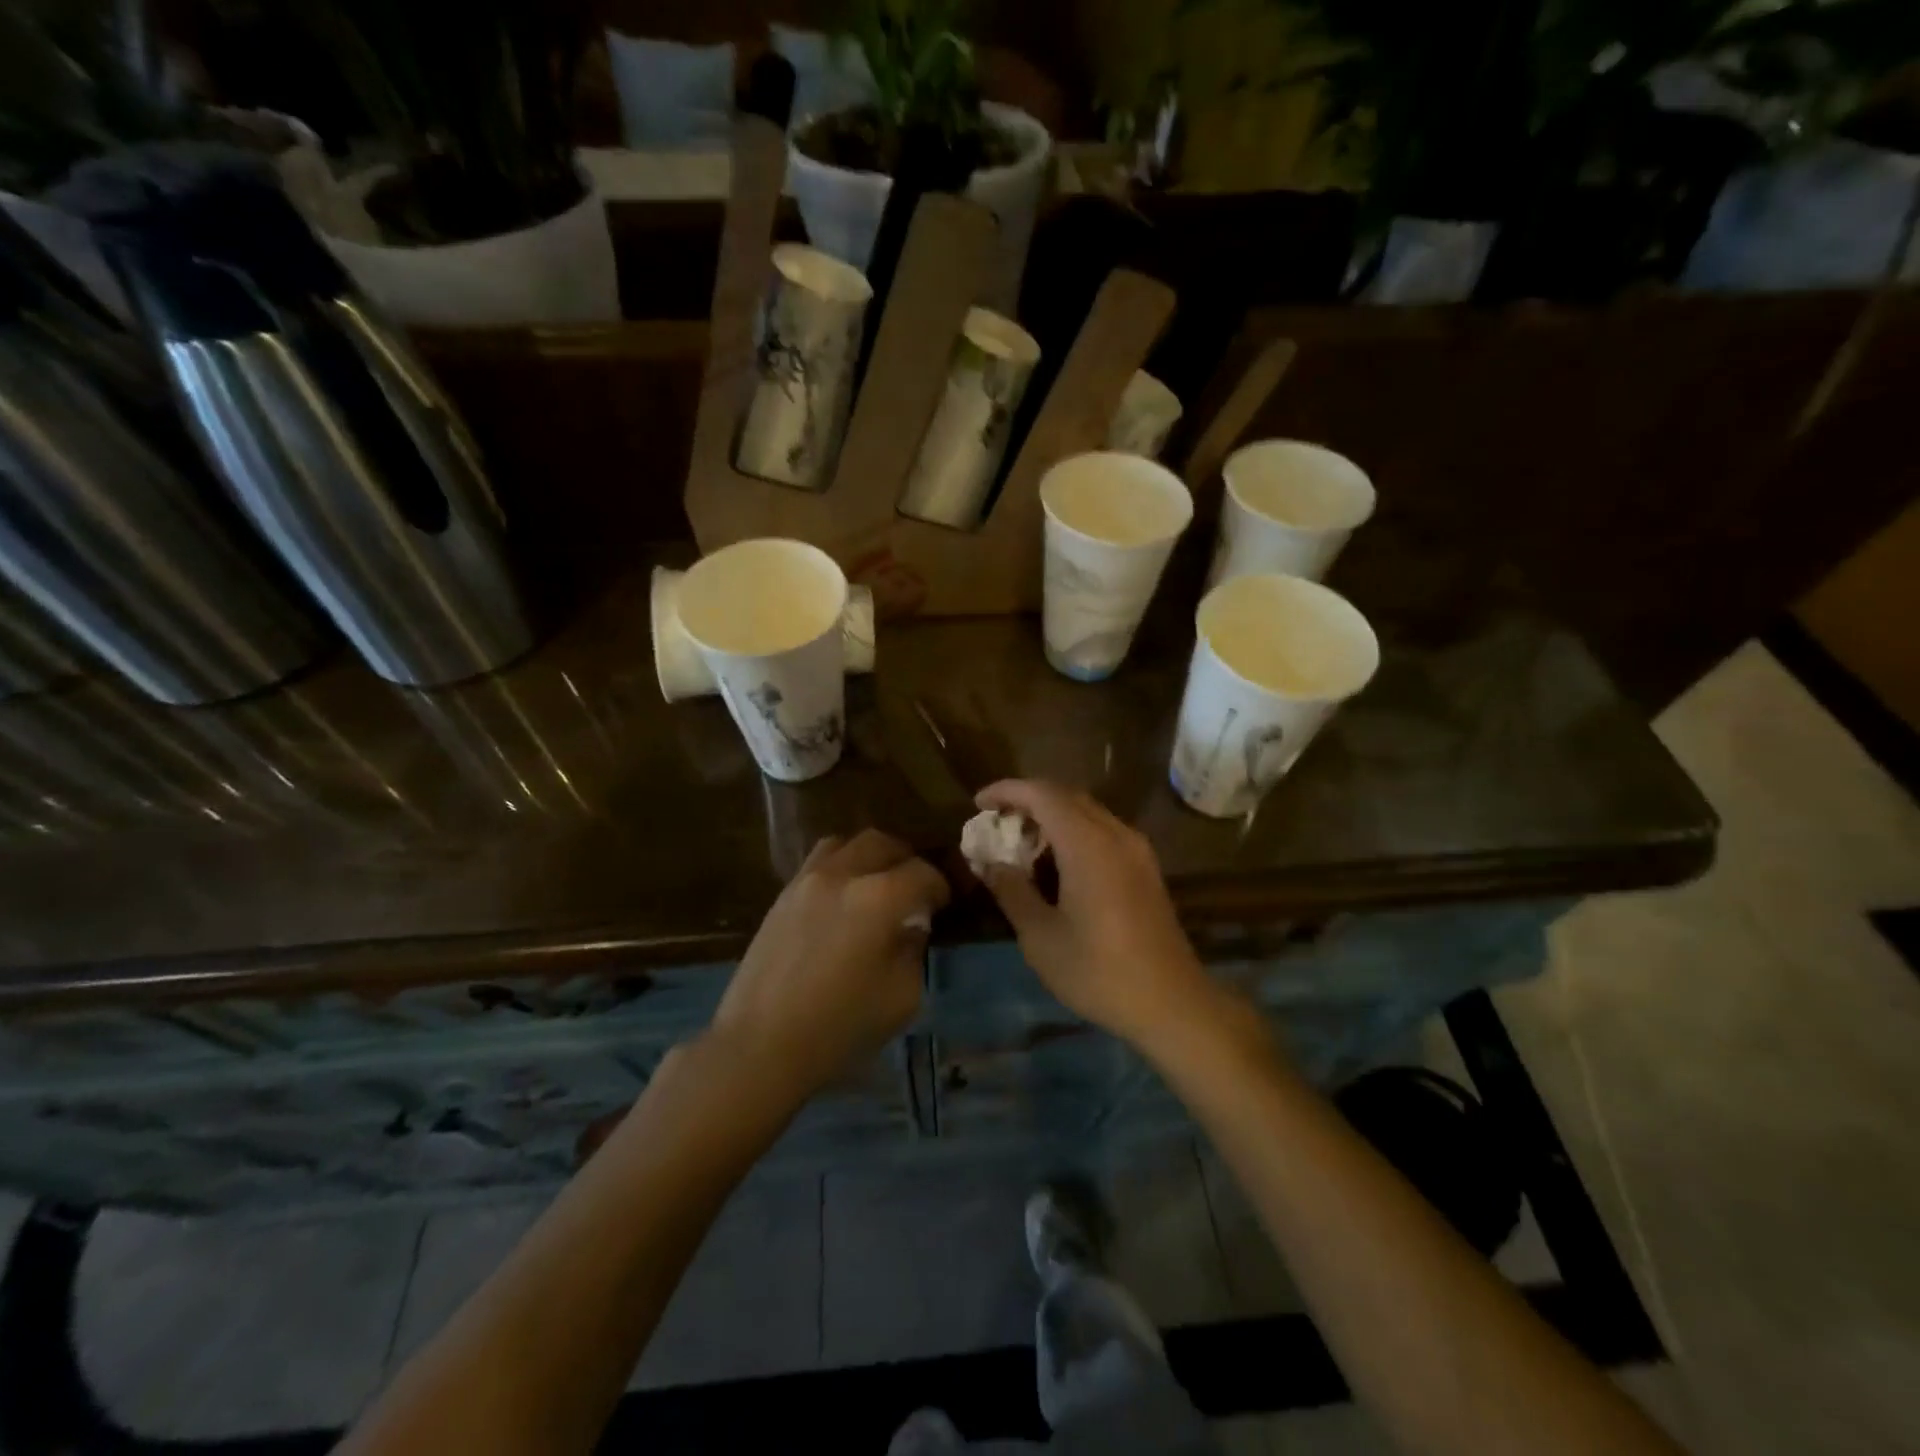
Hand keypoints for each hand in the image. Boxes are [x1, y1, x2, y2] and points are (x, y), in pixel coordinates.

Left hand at [710, 830, 949, 1103]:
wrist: (761, 1045)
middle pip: (882, 843)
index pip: (922, 873)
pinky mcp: (782, 896)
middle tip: (913, 887)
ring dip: (868, 856)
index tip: (943, 904)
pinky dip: (839, 868)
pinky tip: (841, 900)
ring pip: (845, 843)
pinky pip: (817, 863)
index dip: (940, 886)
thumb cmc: (840, 1027)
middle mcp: (842, 876)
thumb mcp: (902, 997)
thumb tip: (911, 926)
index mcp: (879, 899)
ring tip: (875, 885)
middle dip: (905, 860)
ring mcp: (806, 881)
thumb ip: (913, 950)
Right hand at [974, 781, 1211, 1050]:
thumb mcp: (1040, 936)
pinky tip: (1057, 863)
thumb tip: (990, 863)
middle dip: (1027, 800)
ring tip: (1021, 842)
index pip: (1042, 794)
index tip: (978, 803)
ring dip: (1052, 815)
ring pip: (1087, 811)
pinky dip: (1073, 832)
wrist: (1171, 1003)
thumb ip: (1012, 891)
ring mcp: (1136, 850)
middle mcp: (1115, 834)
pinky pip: (1103, 830)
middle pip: (1066, 796)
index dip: (1007, 791)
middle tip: (996, 821)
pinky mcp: (1146, 868)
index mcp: (1088, 844)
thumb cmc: (1098, 971)